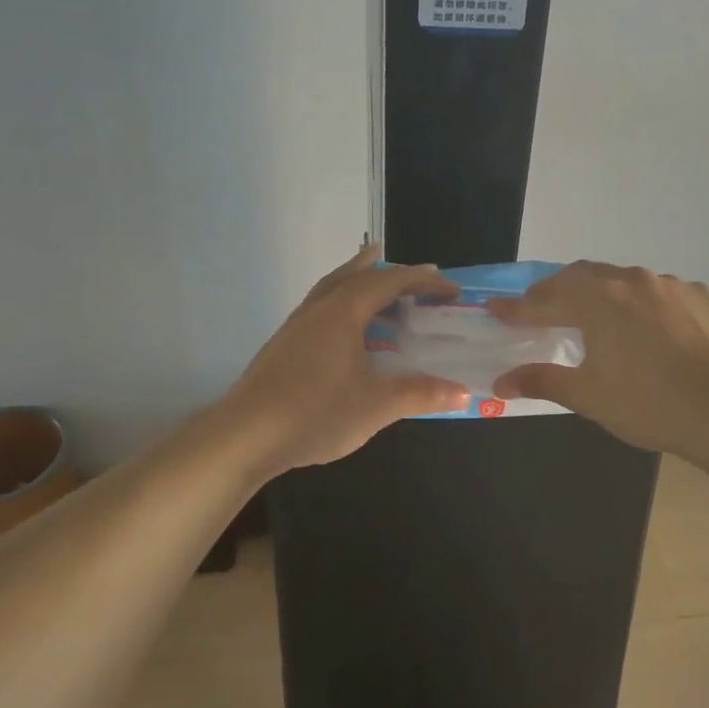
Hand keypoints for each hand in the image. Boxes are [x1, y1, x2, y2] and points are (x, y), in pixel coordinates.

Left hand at [217, 246, 468, 474]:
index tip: (451, 289)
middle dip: (389, 271)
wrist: (244, 436)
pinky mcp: (283, 344)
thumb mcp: (377, 405)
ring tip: (375, 276)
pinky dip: (340, 300)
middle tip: (417, 274)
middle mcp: (319, 309)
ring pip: (332, 287)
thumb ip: (420, 394)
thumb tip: (464, 392)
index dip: (424, 282)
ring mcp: (296, 325)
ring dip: (358, 278)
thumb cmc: (315, 413)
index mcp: (343, 312)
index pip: (390, 283)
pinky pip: (319, 306)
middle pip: (356, 275)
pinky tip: (344, 326)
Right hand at [487, 262, 708, 459]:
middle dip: (556, 292)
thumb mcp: (589, 396)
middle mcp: (632, 280)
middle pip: (582, 277)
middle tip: (540, 312)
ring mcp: (671, 285)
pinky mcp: (702, 297)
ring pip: (623, 281)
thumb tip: (501, 381)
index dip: (517, 308)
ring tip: (594, 319)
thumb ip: (542, 381)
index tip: (496, 311)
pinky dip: (641, 305)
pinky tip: (647, 331)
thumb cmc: (650, 404)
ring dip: (601, 295)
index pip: (545, 299)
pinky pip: (659, 293)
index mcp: (598, 299)